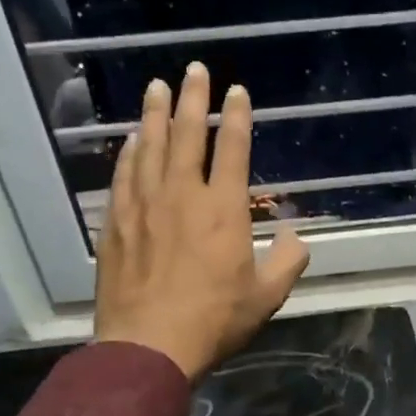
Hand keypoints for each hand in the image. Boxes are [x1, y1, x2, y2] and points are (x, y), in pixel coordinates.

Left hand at [94, 63, 309, 380]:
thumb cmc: (213, 321)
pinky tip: (131, 139)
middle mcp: (182, 196)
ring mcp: (144, 206)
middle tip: (194, 69)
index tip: (237, 91)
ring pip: (150, 148)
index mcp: (223, 209)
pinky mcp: (117, 223)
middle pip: (187, 135)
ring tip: (156, 86)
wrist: (148, 346)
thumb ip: (288, 261)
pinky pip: (124, 176)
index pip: (232, 149)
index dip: (237, 116)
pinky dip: (129, 152)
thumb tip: (298, 236)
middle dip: (193, 98)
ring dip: (155, 114)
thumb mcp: (266, 297)